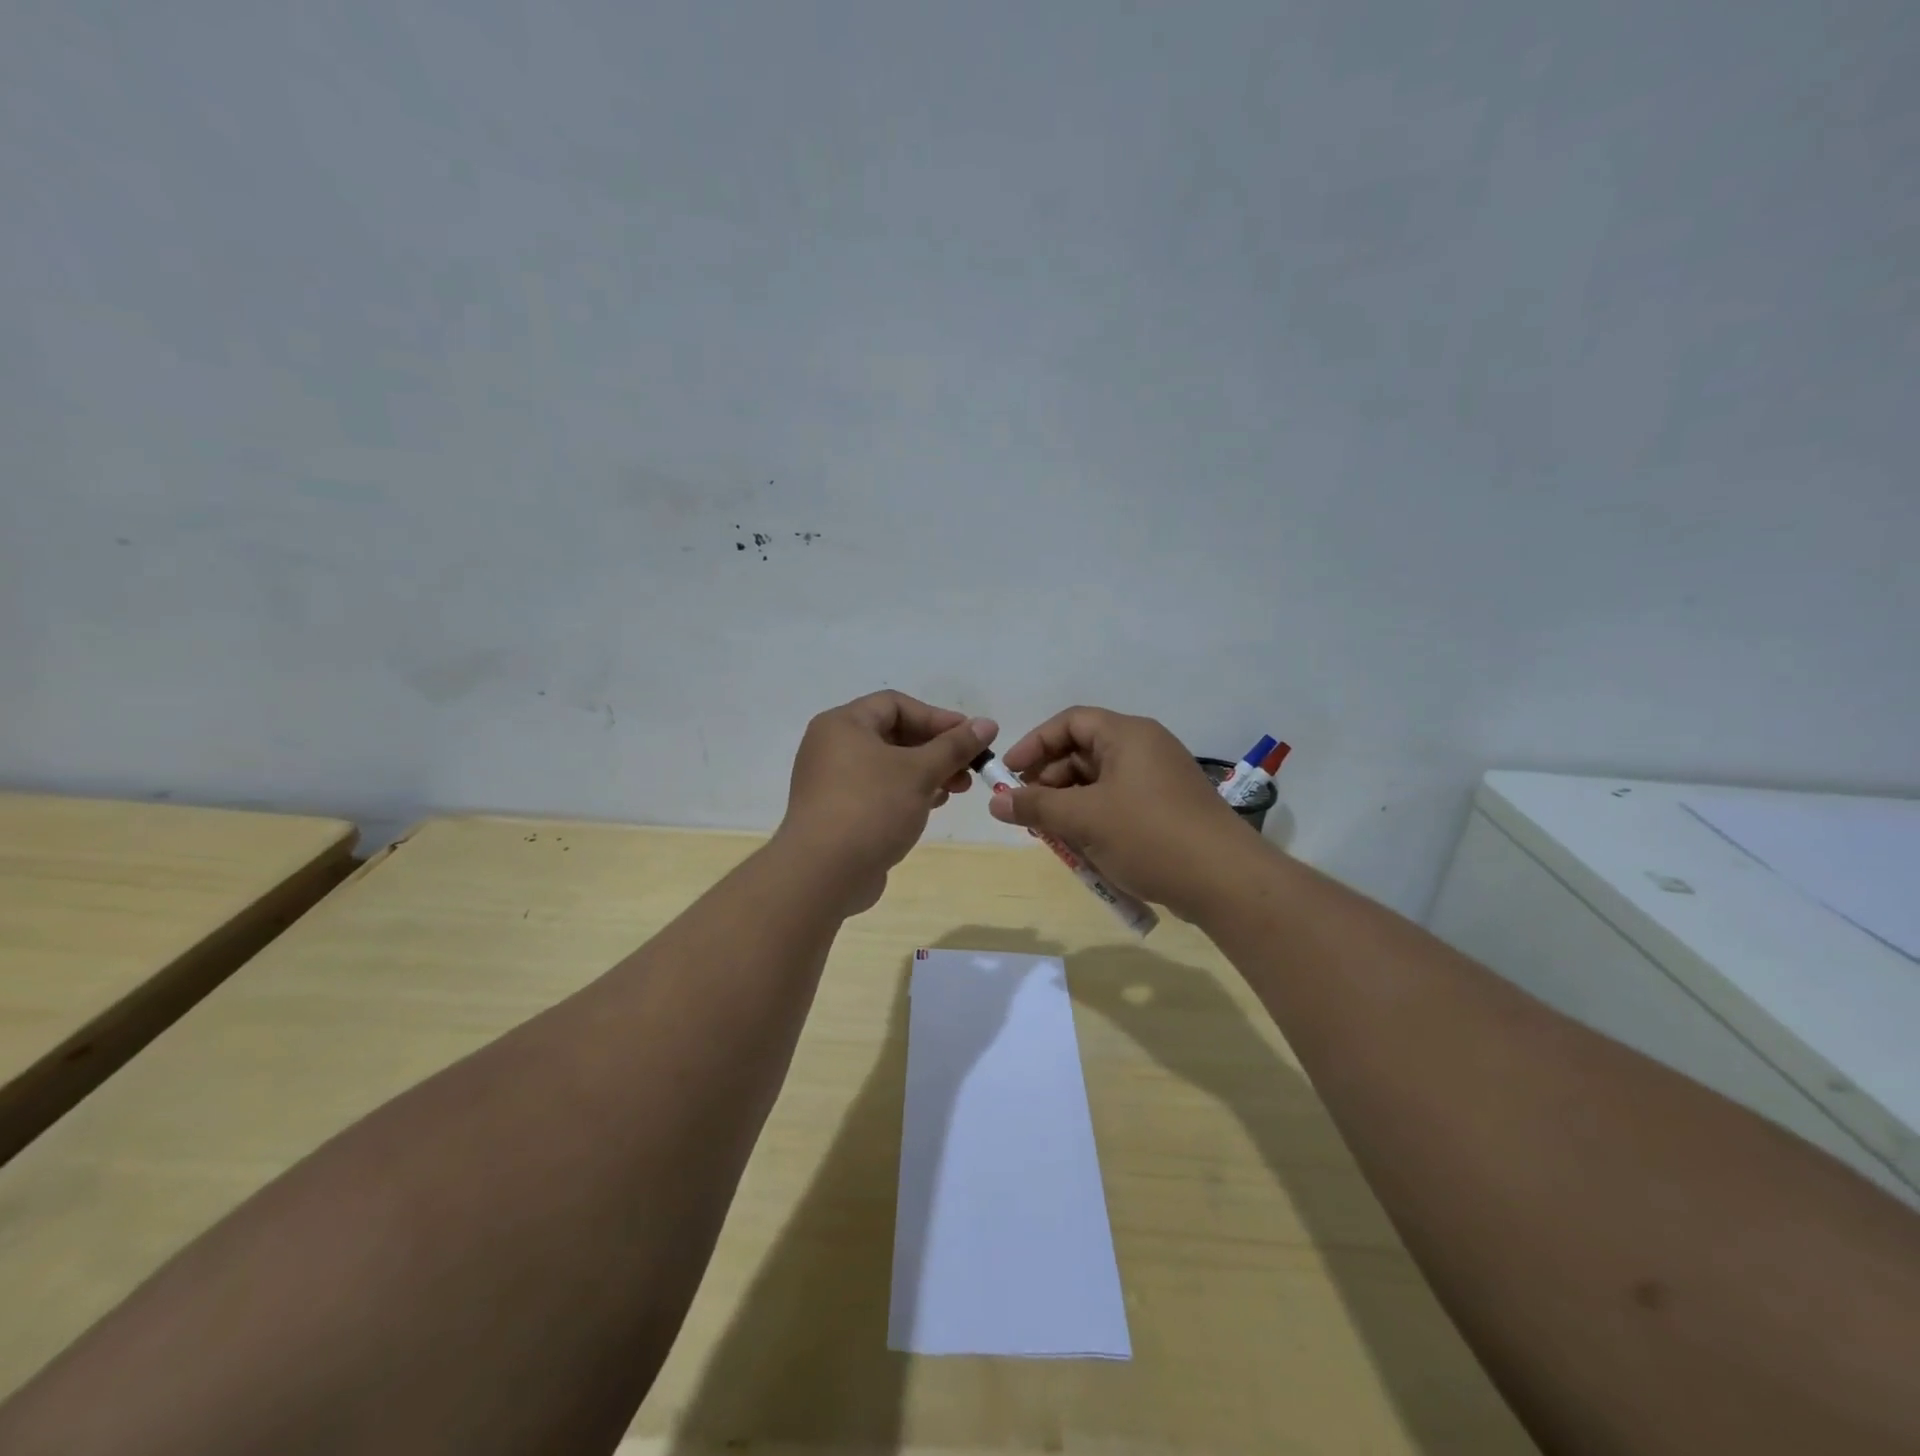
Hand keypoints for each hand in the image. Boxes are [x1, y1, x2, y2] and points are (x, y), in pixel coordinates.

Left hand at [775, 691, 997, 914]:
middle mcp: (832, 747)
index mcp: (843, 725)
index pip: (896, 705)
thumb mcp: (919, 772)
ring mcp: (832, 782)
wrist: (823, 874)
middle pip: (893, 735)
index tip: (971, 737)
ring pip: (888, 766)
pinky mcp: (838, 813)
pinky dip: (907, 793)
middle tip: (970, 768)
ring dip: (926, 773)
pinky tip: (933, 806)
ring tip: (958, 790)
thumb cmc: (871, 808)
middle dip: (936, 749)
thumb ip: (955, 746)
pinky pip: (878, 792)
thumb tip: (988, 724)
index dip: (937, 718)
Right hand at [988, 706, 1255, 920]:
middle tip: (1026, 811)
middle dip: (1049, 780)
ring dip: (1070, 804)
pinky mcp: (1168, 809)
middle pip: (1083, 752)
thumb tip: (996, 801)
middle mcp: (1145, 748)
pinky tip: (1083, 848)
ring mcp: (1160, 779)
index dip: (1035, 744)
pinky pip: (1119, 803)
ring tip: (1051, 834)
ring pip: (1100, 782)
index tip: (1009, 774)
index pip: (1070, 722)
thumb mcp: (1084, 819)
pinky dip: (1095, 818)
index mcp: (1128, 735)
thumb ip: (1036, 806)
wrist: (1226, 881)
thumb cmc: (1149, 836)